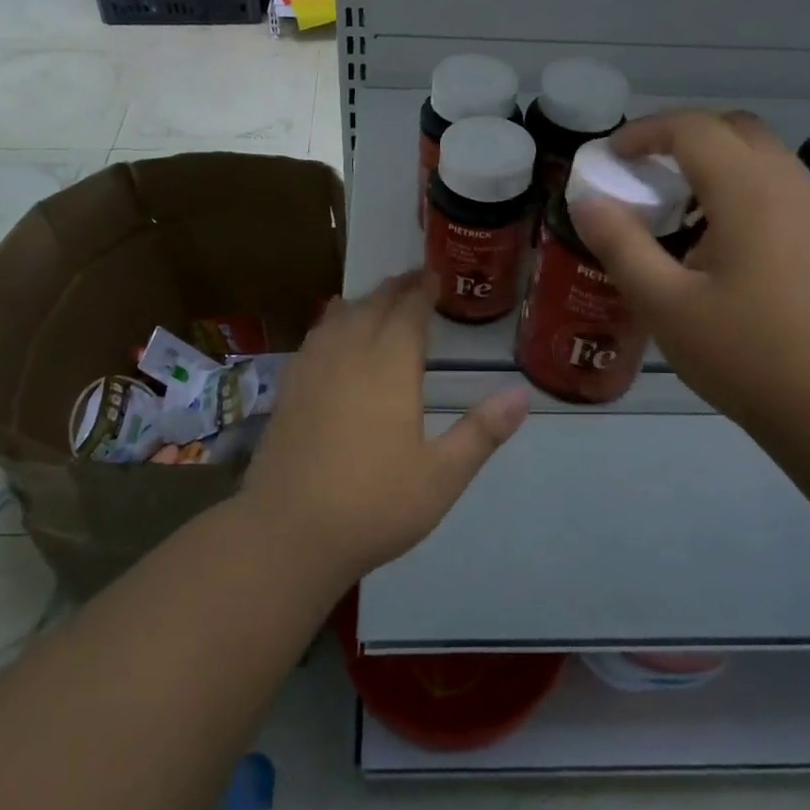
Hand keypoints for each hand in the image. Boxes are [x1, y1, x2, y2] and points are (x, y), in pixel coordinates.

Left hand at [240, 271, 528, 586]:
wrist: (287, 533)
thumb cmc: (373, 506)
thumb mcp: (441, 477)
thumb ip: (482, 432)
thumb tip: (521, 394)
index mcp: (389, 368)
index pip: (408, 313)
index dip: (423, 291)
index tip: (434, 276)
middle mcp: (349, 355)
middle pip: (373, 306)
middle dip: (396, 288)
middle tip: (414, 278)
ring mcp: (313, 370)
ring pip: (339, 316)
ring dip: (363, 301)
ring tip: (378, 298)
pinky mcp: (288, 389)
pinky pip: (314, 337)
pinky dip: (331, 321)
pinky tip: (332, 332)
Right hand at [570, 109, 809, 436]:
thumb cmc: (747, 353)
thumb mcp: (664, 304)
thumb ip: (621, 245)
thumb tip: (588, 202)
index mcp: (749, 190)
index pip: (692, 128)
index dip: (645, 132)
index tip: (612, 156)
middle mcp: (790, 184)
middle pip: (734, 129)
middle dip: (683, 138)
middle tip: (646, 173)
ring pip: (762, 158)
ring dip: (716, 164)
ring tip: (679, 211)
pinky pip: (780, 189)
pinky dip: (742, 190)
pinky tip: (722, 245)